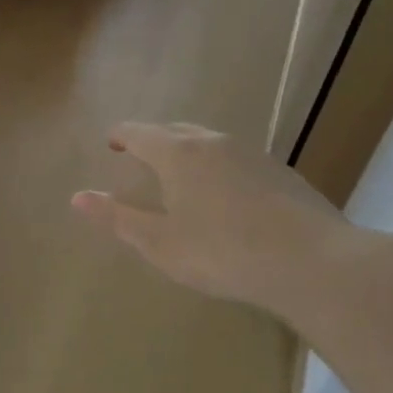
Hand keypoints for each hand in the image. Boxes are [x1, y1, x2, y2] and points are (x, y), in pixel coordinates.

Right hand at [71, 122, 358, 315]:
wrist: (315, 264)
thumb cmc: (223, 253)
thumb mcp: (160, 243)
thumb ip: (117, 218)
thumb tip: (77, 197)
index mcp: (178, 153)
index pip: (139, 132)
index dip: (120, 136)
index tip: (110, 144)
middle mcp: (214, 143)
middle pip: (175, 129)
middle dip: (153, 139)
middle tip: (139, 155)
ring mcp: (253, 154)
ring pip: (209, 142)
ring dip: (188, 151)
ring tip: (181, 175)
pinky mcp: (282, 173)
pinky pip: (236, 159)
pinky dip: (219, 167)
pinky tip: (226, 195)